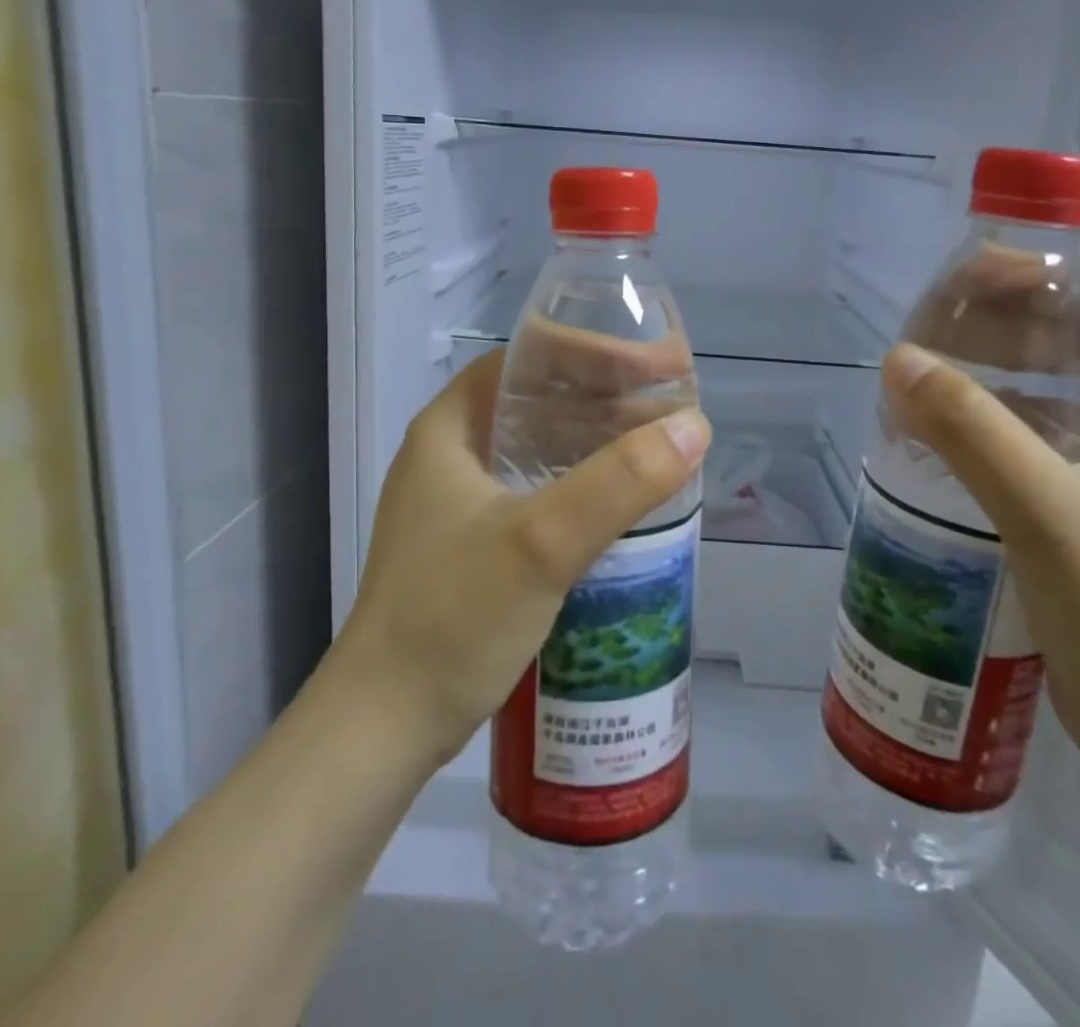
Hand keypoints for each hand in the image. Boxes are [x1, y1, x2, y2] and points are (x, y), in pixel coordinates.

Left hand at [332, 351, 709, 765]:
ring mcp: (461, 503)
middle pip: (539, 400)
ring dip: (598, 440)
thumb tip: (695, 427)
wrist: (384, 728)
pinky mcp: (475, 545)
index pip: (528, 360)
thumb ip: (618, 483)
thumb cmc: (452, 618)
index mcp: (450, 428)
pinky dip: (583, 483)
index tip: (652, 366)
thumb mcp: (540, 543)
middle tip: (671, 405)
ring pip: (541, 447)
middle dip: (607, 396)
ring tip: (661, 446)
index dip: (592, 351)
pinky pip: (540, 490)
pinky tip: (624, 500)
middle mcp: (452, 454)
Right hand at [881, 304, 1079, 775]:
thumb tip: (897, 358)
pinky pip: (1037, 464)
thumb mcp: (1044, 507)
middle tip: (929, 336)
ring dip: (992, 396)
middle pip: (1071, 366)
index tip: (966, 283)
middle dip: (1003, 342)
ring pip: (1050, 418)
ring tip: (925, 386)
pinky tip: (943, 455)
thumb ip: (970, 429)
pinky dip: (992, 446)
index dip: (1038, 292)